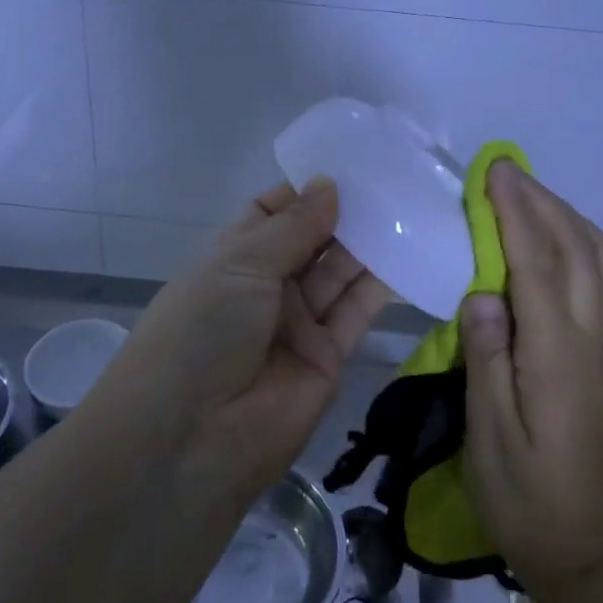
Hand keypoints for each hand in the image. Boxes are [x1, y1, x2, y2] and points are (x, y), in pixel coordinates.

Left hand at [99, 179, 392, 494]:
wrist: (192, 439)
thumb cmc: (202, 331)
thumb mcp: (240, 264)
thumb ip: (294, 226)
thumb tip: (330, 183)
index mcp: (234, 258)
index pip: (273, 212)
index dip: (307, 190)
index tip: (350, 163)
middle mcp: (267, 286)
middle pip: (313, 240)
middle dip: (345, 212)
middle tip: (393, 178)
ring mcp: (299, 322)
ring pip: (339, 272)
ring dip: (369, 242)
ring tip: (408, 204)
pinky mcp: (330, 356)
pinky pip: (358, 310)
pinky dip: (383, 283)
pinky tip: (410, 249)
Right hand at [460, 160, 602, 598]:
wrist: (580, 541)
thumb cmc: (522, 491)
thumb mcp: (488, 432)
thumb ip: (486, 358)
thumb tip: (482, 293)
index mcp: (556, 356)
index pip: (537, 267)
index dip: (516, 214)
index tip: (494, 172)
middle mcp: (588, 338)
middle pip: (575, 250)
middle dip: (540, 201)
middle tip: (502, 170)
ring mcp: (601, 342)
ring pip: (600, 259)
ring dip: (566, 216)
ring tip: (527, 195)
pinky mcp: (600, 350)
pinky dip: (582, 240)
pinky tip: (556, 237)